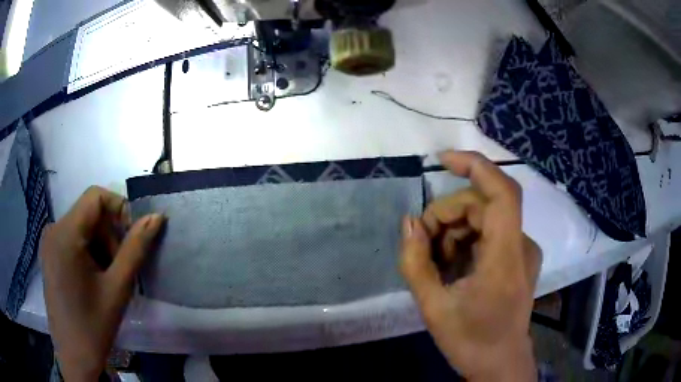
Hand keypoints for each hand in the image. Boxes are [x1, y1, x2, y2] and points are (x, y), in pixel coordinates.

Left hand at [40, 187, 164, 381]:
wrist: (74, 356)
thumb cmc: (94, 326)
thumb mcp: (117, 288)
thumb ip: (136, 249)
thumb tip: (156, 217)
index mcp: (65, 234)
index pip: (96, 196)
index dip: (120, 209)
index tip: (134, 238)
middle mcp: (53, 229)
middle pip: (89, 213)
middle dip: (110, 235)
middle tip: (122, 269)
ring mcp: (49, 243)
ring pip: (82, 227)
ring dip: (101, 246)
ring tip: (109, 279)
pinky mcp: (50, 255)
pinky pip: (73, 239)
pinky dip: (89, 252)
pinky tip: (95, 280)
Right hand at [400, 151, 540, 381]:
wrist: (500, 364)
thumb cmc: (470, 341)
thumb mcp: (433, 308)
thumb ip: (416, 262)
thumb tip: (408, 223)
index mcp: (506, 257)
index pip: (502, 192)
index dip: (475, 166)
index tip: (442, 159)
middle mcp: (522, 246)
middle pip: (483, 206)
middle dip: (448, 216)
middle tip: (422, 243)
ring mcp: (524, 251)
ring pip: (485, 219)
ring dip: (455, 231)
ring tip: (437, 262)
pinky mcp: (521, 257)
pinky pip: (491, 234)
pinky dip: (467, 241)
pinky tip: (454, 266)